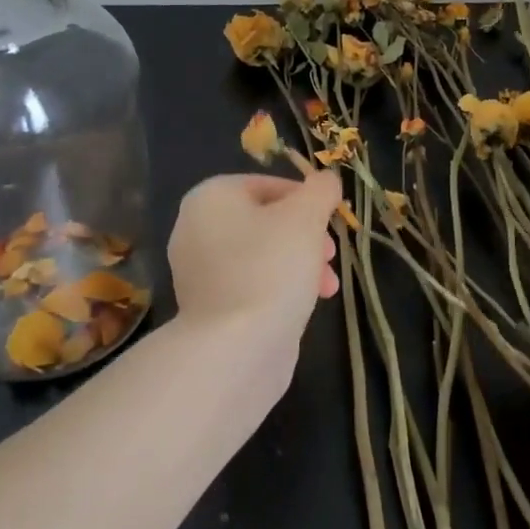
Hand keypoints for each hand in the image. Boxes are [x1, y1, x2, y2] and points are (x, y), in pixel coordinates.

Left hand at [167, 171, 342, 377]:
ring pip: (263, 255)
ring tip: (328, 286)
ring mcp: (200, 272)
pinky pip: (253, 284)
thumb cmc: (271, 267)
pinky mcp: (210, 307)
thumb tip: (326, 180)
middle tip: (330, 254)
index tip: (332, 220)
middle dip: (307, 235)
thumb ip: (320, 190)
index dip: (307, 199)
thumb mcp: (306, 216)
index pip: (268, 184)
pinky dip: (281, 288)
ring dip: (301, 263)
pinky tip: (307, 304)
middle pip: (267, 220)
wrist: (236, 348)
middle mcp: (196, 229)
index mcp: (210, 198)